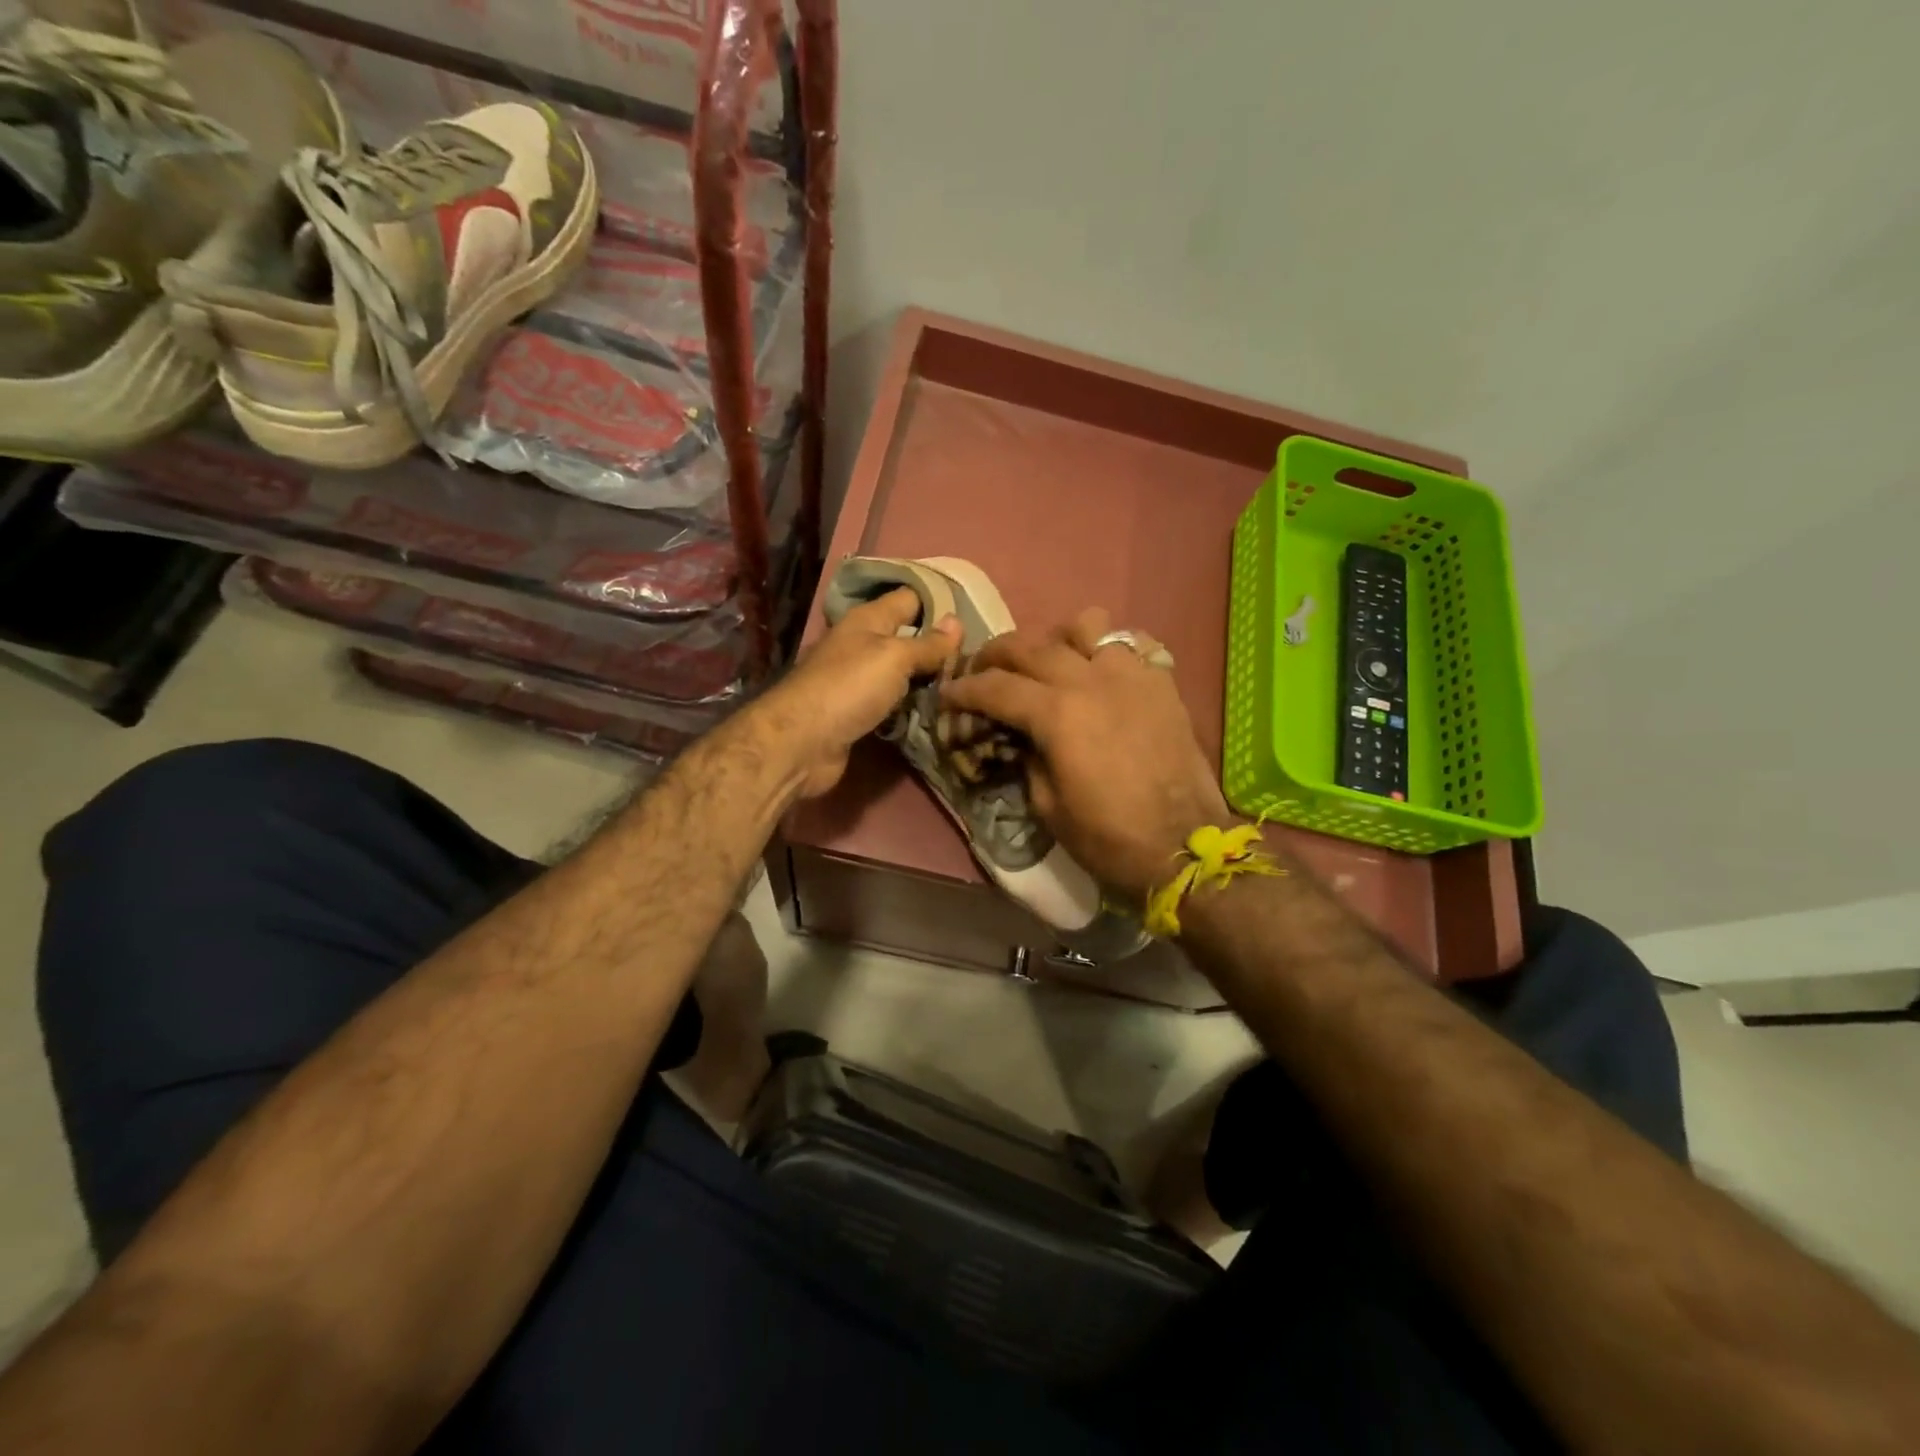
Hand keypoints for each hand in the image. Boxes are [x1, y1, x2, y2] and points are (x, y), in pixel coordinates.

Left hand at [755, 589, 959, 798]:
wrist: (802, 743)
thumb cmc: (849, 687)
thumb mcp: (895, 657)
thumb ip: (927, 644)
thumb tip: (957, 622)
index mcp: (868, 620)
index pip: (910, 598)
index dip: (940, 601)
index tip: (976, 612)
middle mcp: (862, 645)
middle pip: (908, 638)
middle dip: (940, 646)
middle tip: (982, 657)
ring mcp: (859, 681)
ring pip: (903, 673)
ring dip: (929, 680)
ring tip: (970, 685)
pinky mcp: (859, 713)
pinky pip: (894, 703)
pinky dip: (913, 706)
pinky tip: (941, 711)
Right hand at [941, 608, 1235, 903]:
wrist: (1184, 846)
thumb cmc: (1109, 838)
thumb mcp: (1047, 806)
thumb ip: (1027, 758)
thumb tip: (1019, 736)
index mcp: (1057, 714)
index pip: (996, 688)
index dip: (964, 690)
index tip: (948, 695)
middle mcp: (1091, 680)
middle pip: (1030, 646)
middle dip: (996, 655)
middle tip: (982, 671)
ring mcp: (1131, 675)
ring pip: (1085, 626)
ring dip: (1056, 639)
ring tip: (1050, 662)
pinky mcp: (1162, 682)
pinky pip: (1132, 642)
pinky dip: (1108, 648)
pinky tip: (1101, 669)